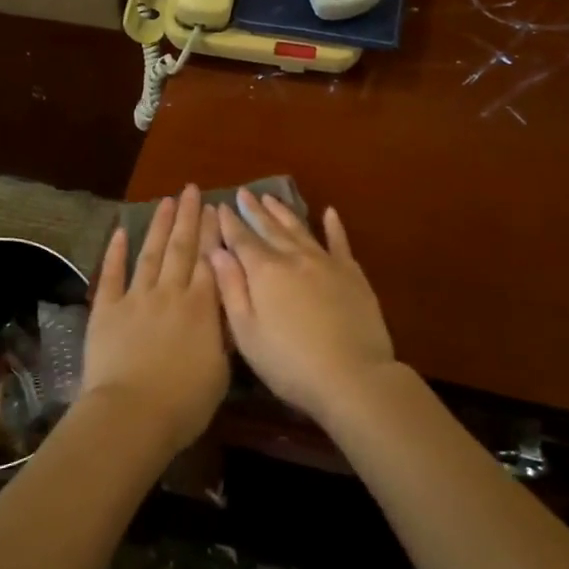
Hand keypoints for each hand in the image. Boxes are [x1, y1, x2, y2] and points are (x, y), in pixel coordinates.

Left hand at [77, 185, 229, 454]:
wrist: (133, 413)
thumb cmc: (184, 403)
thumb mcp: (220, 372)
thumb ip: (223, 336)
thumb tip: (228, 312)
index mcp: (202, 308)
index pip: (209, 261)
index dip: (212, 233)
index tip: (214, 209)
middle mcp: (171, 293)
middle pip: (182, 248)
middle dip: (188, 217)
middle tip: (191, 190)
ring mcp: (137, 298)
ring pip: (151, 253)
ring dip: (159, 226)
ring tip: (166, 201)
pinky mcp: (107, 309)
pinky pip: (113, 274)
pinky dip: (116, 251)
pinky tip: (121, 231)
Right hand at [212, 192, 394, 423]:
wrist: (352, 376)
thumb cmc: (289, 363)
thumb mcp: (247, 333)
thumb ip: (231, 289)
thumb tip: (216, 253)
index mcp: (264, 272)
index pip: (241, 240)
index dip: (230, 223)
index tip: (221, 206)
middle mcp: (293, 257)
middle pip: (269, 228)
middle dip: (254, 211)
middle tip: (244, 193)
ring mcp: (325, 262)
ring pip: (299, 229)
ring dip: (283, 212)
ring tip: (271, 198)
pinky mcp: (352, 273)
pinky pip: (340, 242)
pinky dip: (333, 226)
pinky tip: (329, 212)